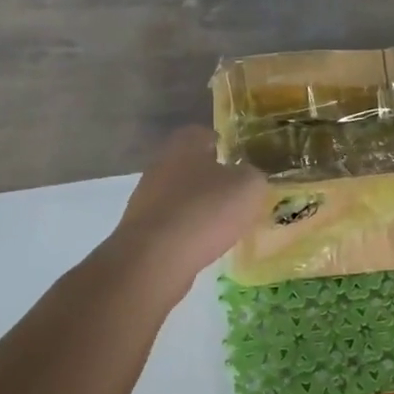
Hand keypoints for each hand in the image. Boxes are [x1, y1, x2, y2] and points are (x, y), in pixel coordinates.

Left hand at [108, 127, 268, 301]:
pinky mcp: (140, 230)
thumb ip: (253, 175)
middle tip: (236, 195)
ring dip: (198, 206)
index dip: (223, 145)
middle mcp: (160, 165)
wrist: (155, 259)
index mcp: (184, 145)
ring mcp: (145, 198)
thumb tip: (248, 176)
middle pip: (190, 165)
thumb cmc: (205, 211)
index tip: (239, 162)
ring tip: (223, 224)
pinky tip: (203, 245)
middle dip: (211, 178)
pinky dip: (187, 230)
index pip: (203, 134)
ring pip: (180, 195)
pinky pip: (171, 223)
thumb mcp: (248, 187)